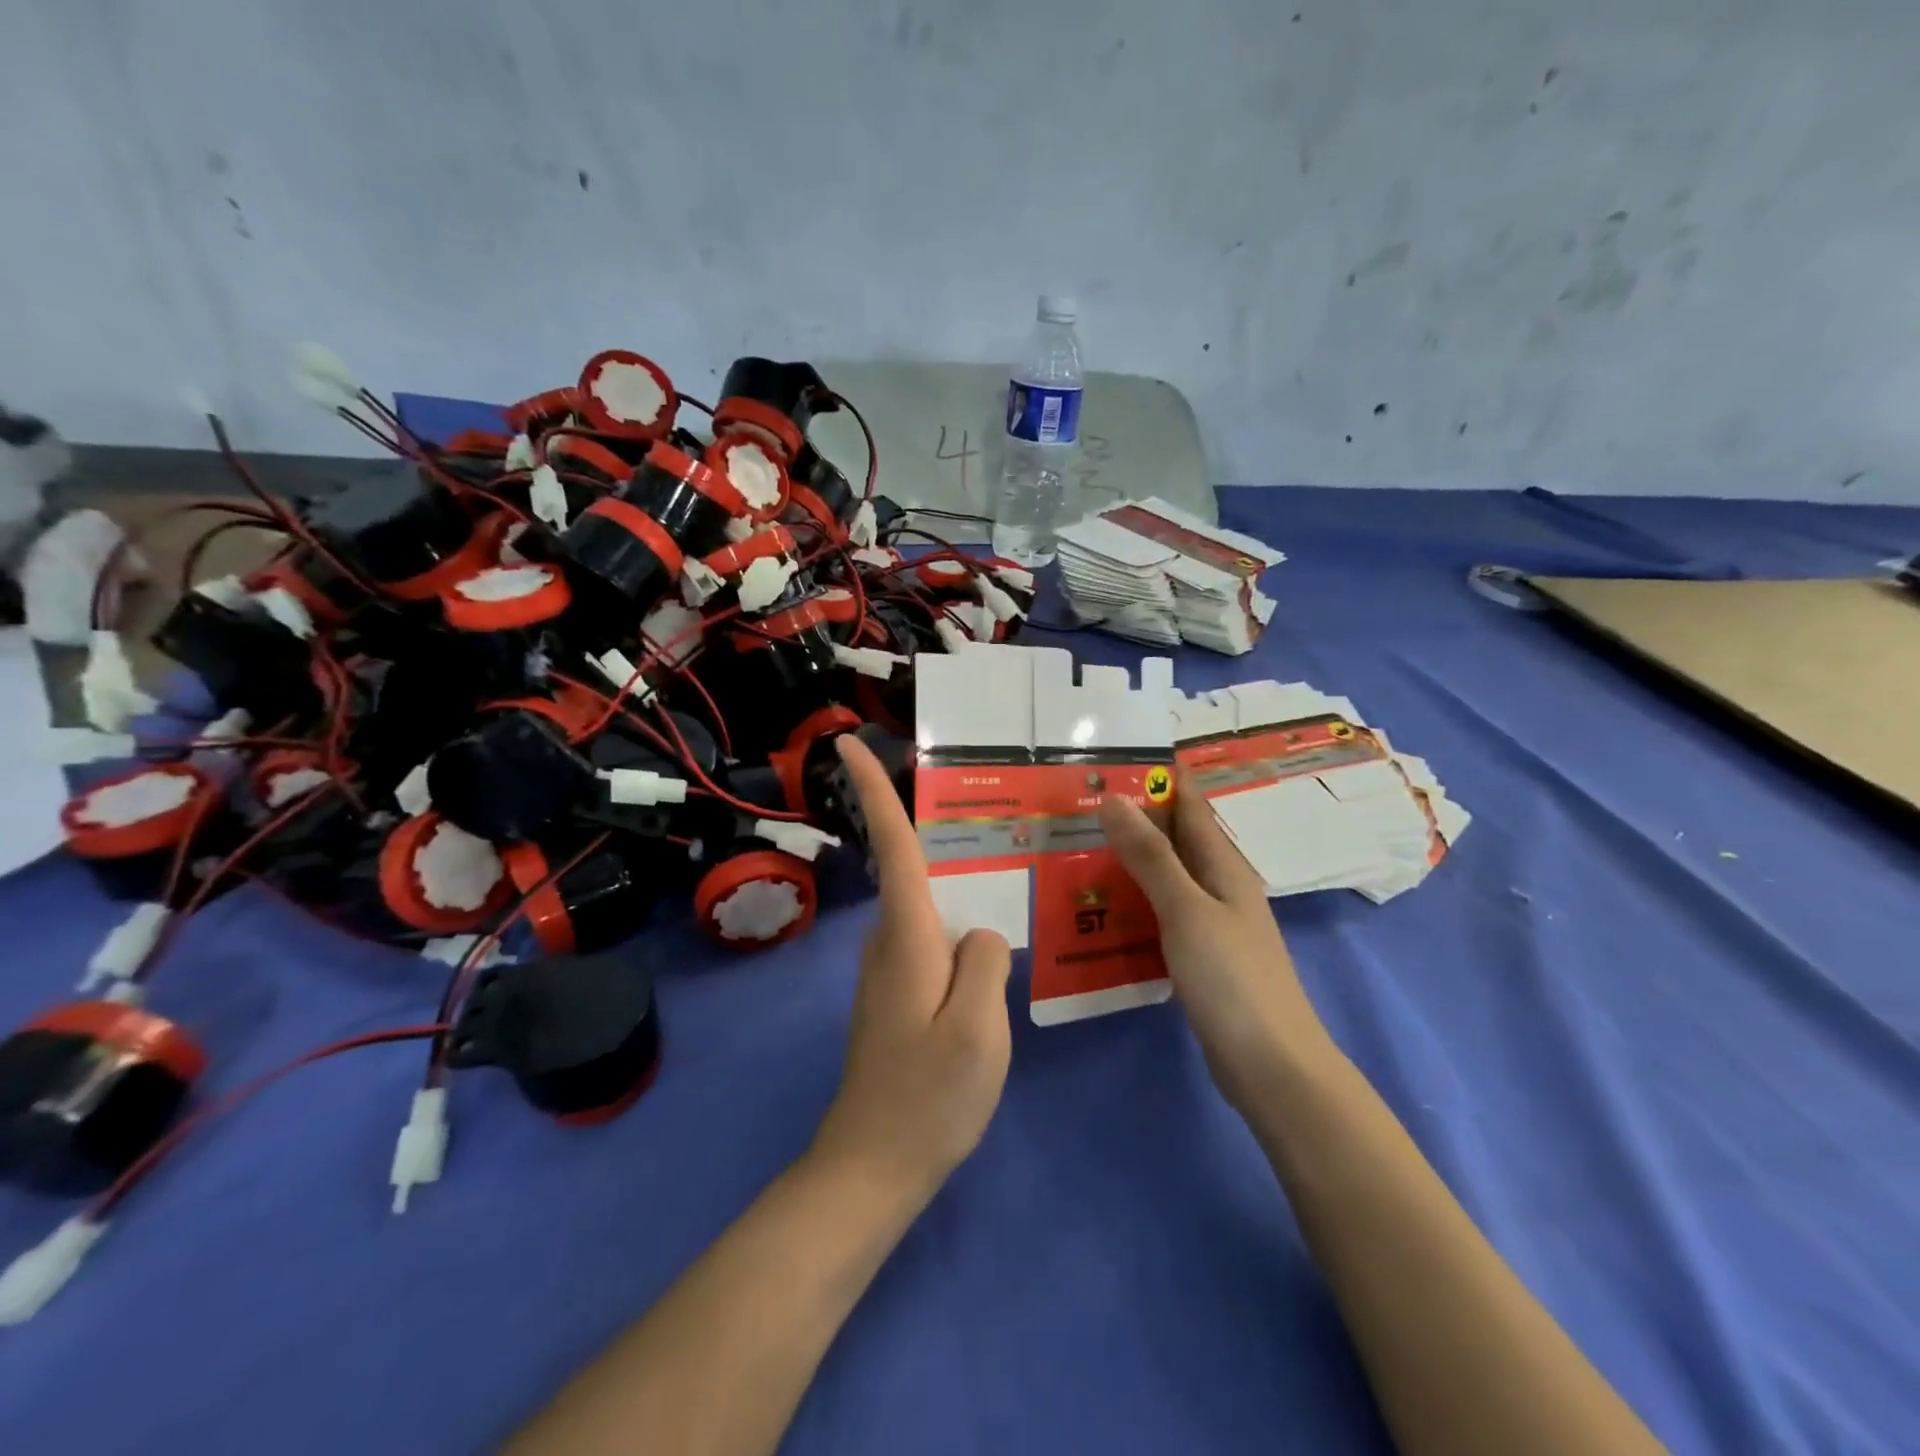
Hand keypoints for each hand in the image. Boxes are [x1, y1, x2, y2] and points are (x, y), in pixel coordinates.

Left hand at [809, 736, 1013, 1204]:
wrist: (872, 1167)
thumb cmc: (928, 1096)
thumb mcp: (979, 1029)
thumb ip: (986, 963)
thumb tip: (982, 933)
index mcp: (908, 936)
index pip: (892, 846)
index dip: (871, 790)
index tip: (846, 743)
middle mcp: (890, 942)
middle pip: (910, 869)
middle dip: (928, 833)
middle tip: (986, 813)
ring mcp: (888, 971)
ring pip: (926, 909)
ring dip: (952, 889)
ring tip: (1004, 879)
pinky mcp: (895, 996)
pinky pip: (931, 941)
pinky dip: (955, 930)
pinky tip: (988, 950)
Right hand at [1099, 775, 1336, 1107]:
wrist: (1271, 1067)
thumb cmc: (1232, 979)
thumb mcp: (1186, 910)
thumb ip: (1151, 856)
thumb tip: (1115, 798)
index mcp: (1223, 865)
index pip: (1190, 804)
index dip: (1159, 776)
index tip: (1114, 754)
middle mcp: (1219, 886)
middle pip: (1174, 838)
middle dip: (1133, 816)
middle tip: (1078, 800)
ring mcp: (1210, 923)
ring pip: (1164, 876)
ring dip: (1128, 859)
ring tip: (1075, 844)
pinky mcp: (1199, 956)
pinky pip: (1159, 913)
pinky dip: (1132, 900)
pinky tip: (1099, 905)